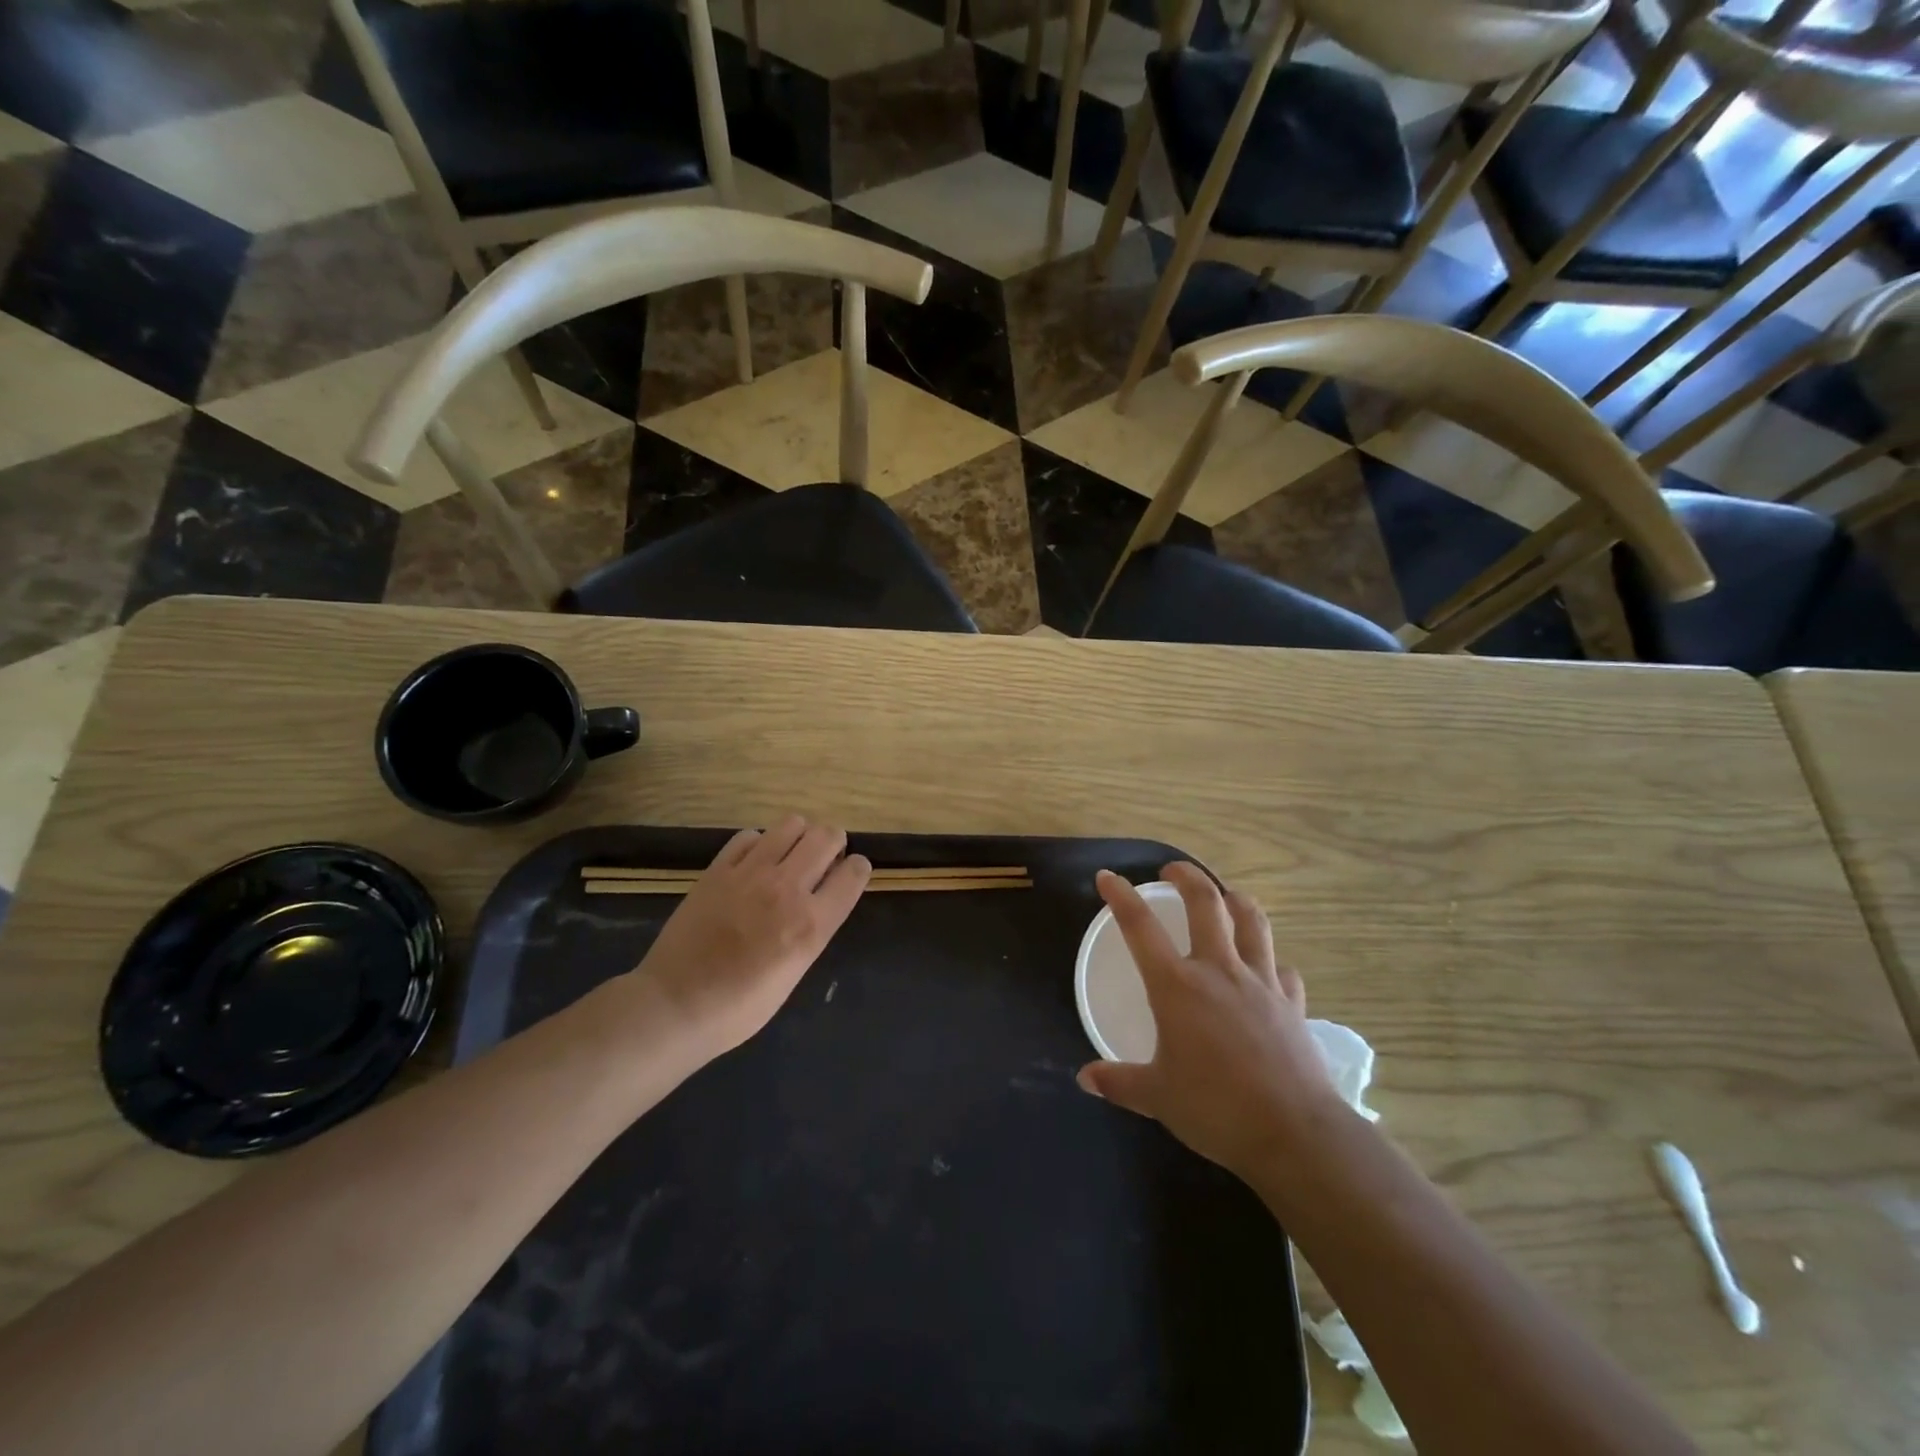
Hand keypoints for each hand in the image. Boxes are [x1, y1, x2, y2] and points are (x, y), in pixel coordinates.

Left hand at [626, 815, 870, 1056]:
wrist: (675, 1005)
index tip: (850, 873)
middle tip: (822, 860)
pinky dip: (759, 843)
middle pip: (827, 836)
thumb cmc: (740, 1007)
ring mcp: (750, 874)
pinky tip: (753, 863)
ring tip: (790, 856)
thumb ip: (813, 928)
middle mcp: (787, 889)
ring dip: (799, 836)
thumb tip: (821, 897)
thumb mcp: (795, 971)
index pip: (854, 872)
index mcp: (812, 923)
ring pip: (791, 824)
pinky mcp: (718, 869)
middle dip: (833, 844)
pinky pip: (750, 836)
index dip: (857, 869)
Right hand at [1077, 864, 1343, 1177]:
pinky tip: (1267, 969)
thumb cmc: (1215, 1109)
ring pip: (1252, 921)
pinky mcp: (1292, 1002)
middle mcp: (1218, 970)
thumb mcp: (1156, 1097)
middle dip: (1187, 876)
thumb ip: (1118, 1082)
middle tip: (1172, 871)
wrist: (1293, 1133)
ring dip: (1236, 901)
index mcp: (1177, 986)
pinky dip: (1271, 961)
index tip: (1107, 877)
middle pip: (1206, 903)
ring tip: (1225, 896)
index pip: (1140, 926)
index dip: (1120, 896)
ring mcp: (1261, 982)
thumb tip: (1085, 1078)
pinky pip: (1282, 968)